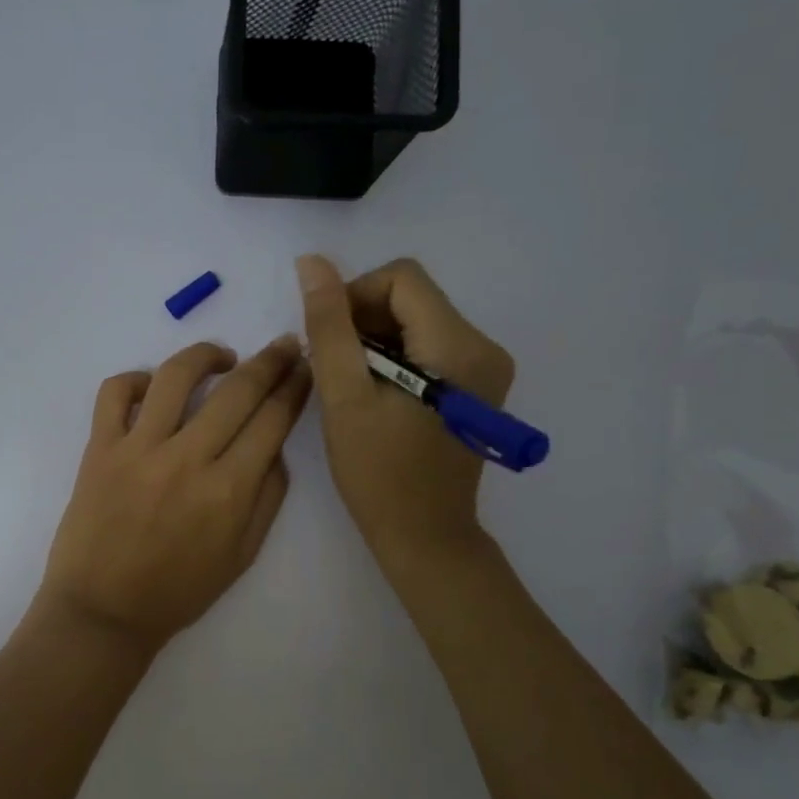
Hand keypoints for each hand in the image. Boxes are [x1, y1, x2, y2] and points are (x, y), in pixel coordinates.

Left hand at [36, 335, 311, 658]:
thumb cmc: (177, 592)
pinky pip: (115, 393)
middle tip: (284, 346)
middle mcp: (187, 459)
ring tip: (222, 357)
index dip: (295, 387)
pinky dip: (134, 379)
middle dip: (270, 360)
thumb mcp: (242, 555)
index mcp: (229, 490)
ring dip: (206, 355)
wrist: (103, 612)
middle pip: (238, 390)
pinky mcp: (99, 448)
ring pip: (176, 375)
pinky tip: (152, 386)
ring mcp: (138, 448)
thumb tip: (275, 448)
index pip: (273, 420)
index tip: (305, 368)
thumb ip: (267, 498)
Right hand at [296, 255, 515, 564]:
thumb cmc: (379, 473)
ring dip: (375, 340)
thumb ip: (329, 326)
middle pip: (412, 297)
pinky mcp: (477, 385)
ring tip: (350, 383)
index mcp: (458, 346)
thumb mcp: (345, 396)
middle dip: (363, 319)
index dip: (354, 296)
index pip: (401, 278)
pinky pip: (428, 345)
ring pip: (417, 320)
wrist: (425, 536)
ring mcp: (485, 367)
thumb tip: (312, 263)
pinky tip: (374, 392)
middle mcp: (484, 346)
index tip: (327, 339)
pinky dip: (394, 357)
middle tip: (333, 366)